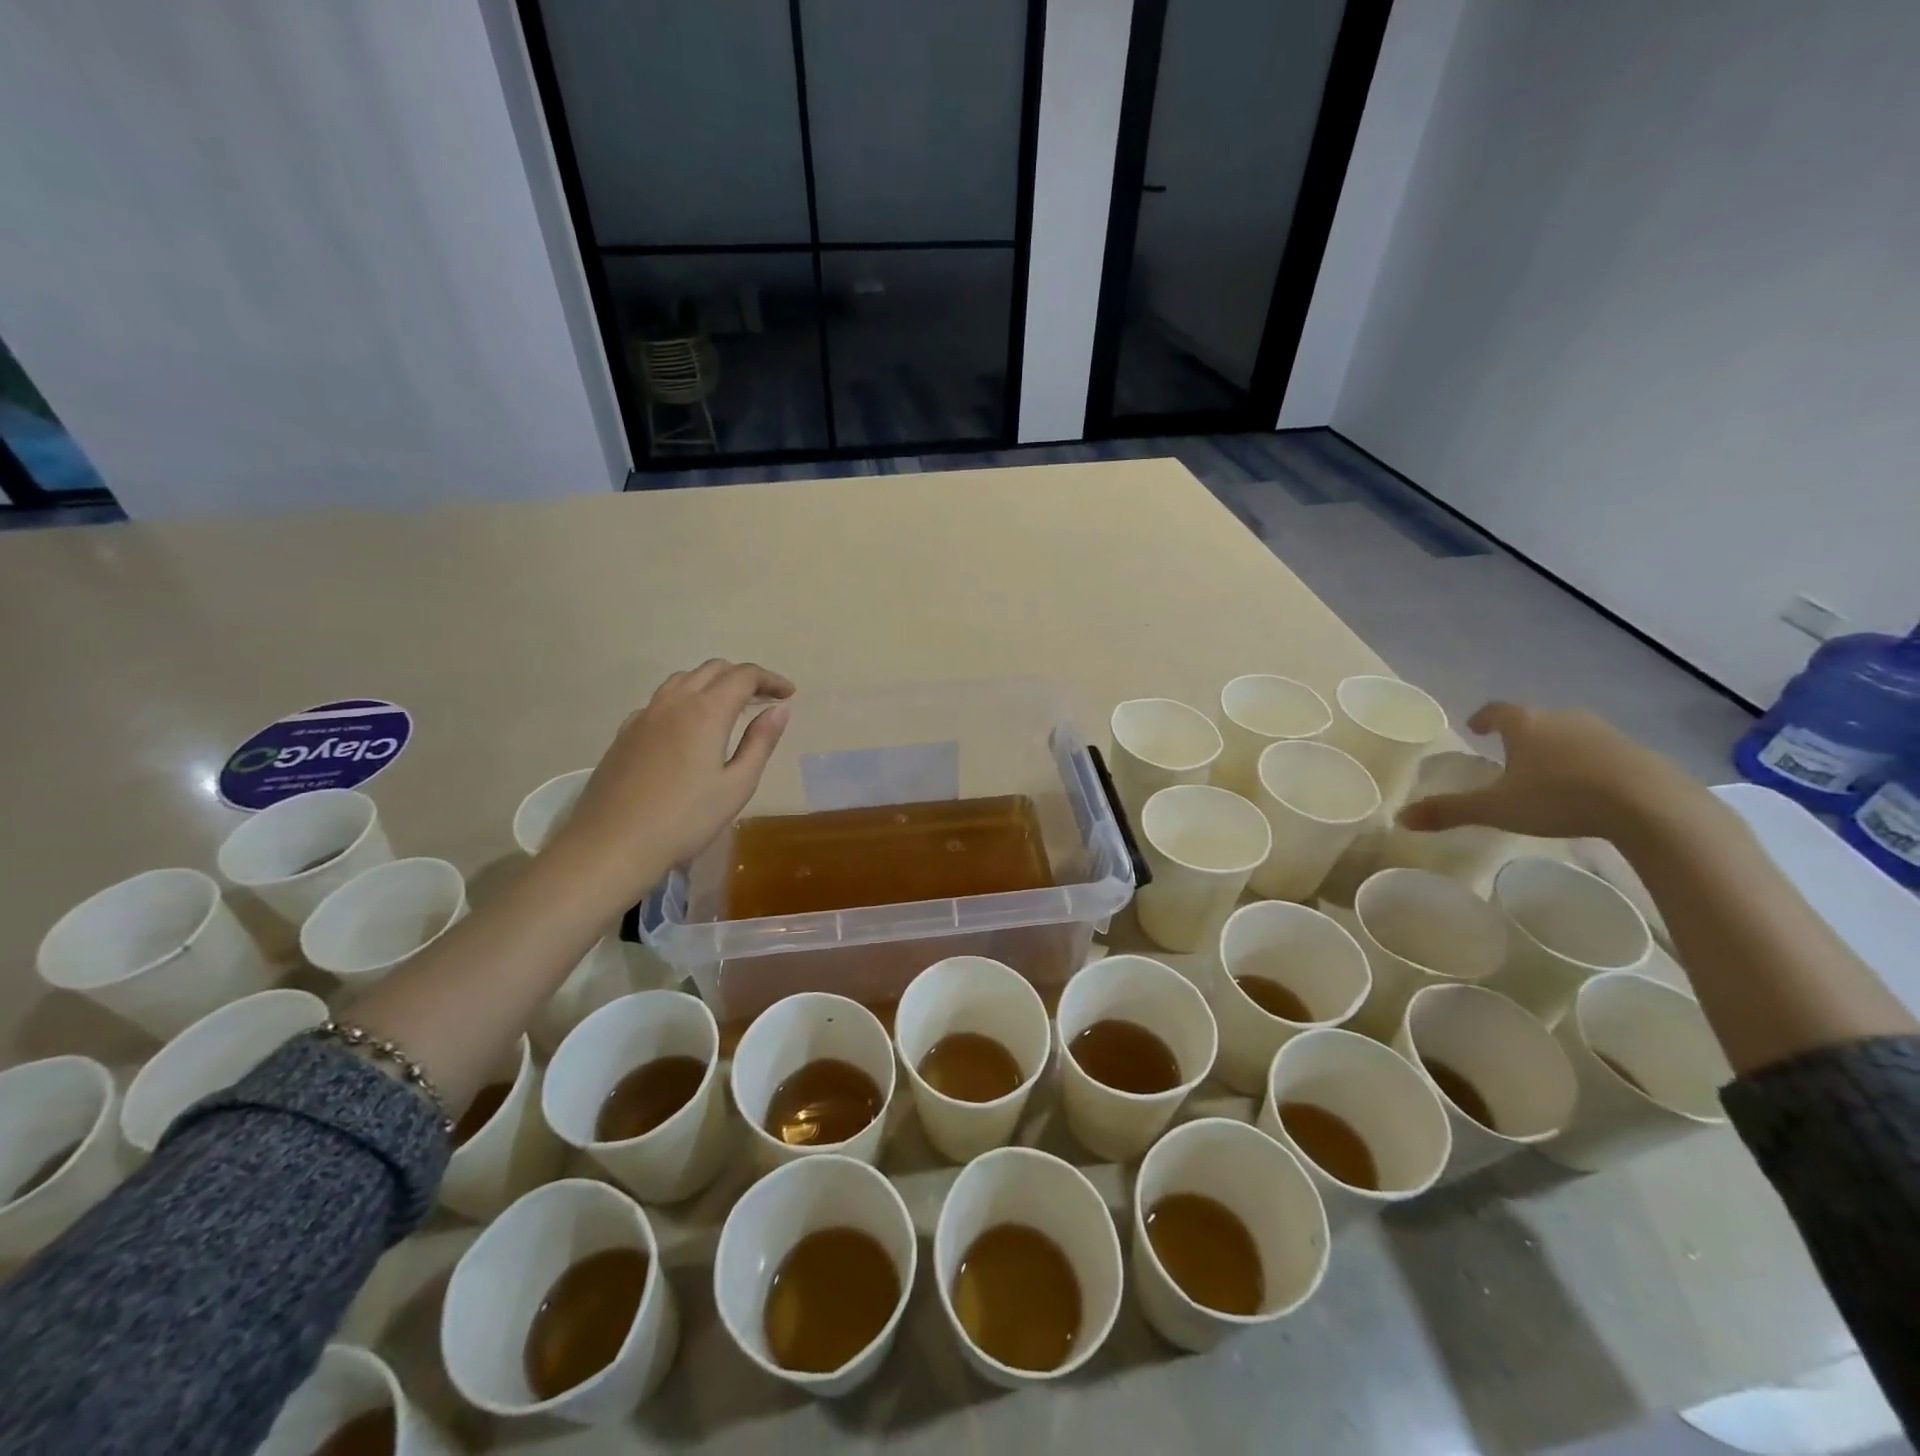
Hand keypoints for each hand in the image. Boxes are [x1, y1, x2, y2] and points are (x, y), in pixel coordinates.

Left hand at [546, 661, 794, 900]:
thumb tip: (779, 710)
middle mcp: (674, 702)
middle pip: (713, 669)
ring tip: (730, 707)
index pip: (744, 676)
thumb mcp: (737, 785)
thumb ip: (760, 742)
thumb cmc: (685, 820)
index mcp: (706, 711)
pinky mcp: (625, 733)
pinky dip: (685, 699)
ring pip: (683, 679)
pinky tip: (689, 728)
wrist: (612, 844)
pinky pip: (661, 700)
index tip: (788, 693)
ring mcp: (644, 715)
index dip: (770, 679)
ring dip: (712, 683)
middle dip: (743, 677)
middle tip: (765, 699)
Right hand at [1396, 702, 1698, 841]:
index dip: (1484, 717)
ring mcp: (1606, 733)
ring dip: (1557, 748)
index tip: (1476, 727)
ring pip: (1571, 734)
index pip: (1498, 710)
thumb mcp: (1497, 810)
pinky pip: (1603, 752)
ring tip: (1548, 773)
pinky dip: (1589, 764)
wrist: (1652, 806)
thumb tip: (1400, 818)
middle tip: (1510, 754)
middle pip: (1536, 720)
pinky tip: (1589, 789)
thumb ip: (1450, 811)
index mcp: (1526, 725)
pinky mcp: (1639, 753)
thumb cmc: (1561, 799)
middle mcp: (1564, 719)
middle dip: (1521, 734)